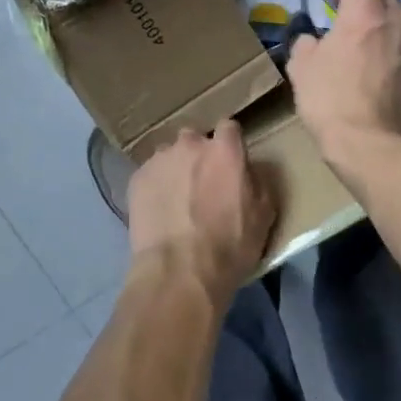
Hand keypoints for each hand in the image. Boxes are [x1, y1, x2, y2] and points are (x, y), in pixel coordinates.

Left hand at [125, 120, 274, 309]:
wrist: (178, 273)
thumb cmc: (229, 246)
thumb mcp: (264, 216)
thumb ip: (259, 182)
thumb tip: (251, 170)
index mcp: (225, 150)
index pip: (229, 128)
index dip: (230, 144)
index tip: (231, 163)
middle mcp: (191, 145)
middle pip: (196, 139)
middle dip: (199, 156)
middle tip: (202, 185)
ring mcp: (160, 159)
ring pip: (170, 156)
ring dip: (176, 170)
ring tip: (177, 201)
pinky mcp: (137, 178)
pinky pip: (151, 175)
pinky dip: (156, 187)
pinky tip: (159, 212)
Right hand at [289, 0, 400, 171]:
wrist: (379, 149)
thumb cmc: (333, 104)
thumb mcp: (302, 71)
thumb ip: (306, 44)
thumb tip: (312, 39)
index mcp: (364, 10)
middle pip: (383, 1)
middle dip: (368, 11)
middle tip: (353, 34)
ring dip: (392, 35)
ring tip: (379, 61)